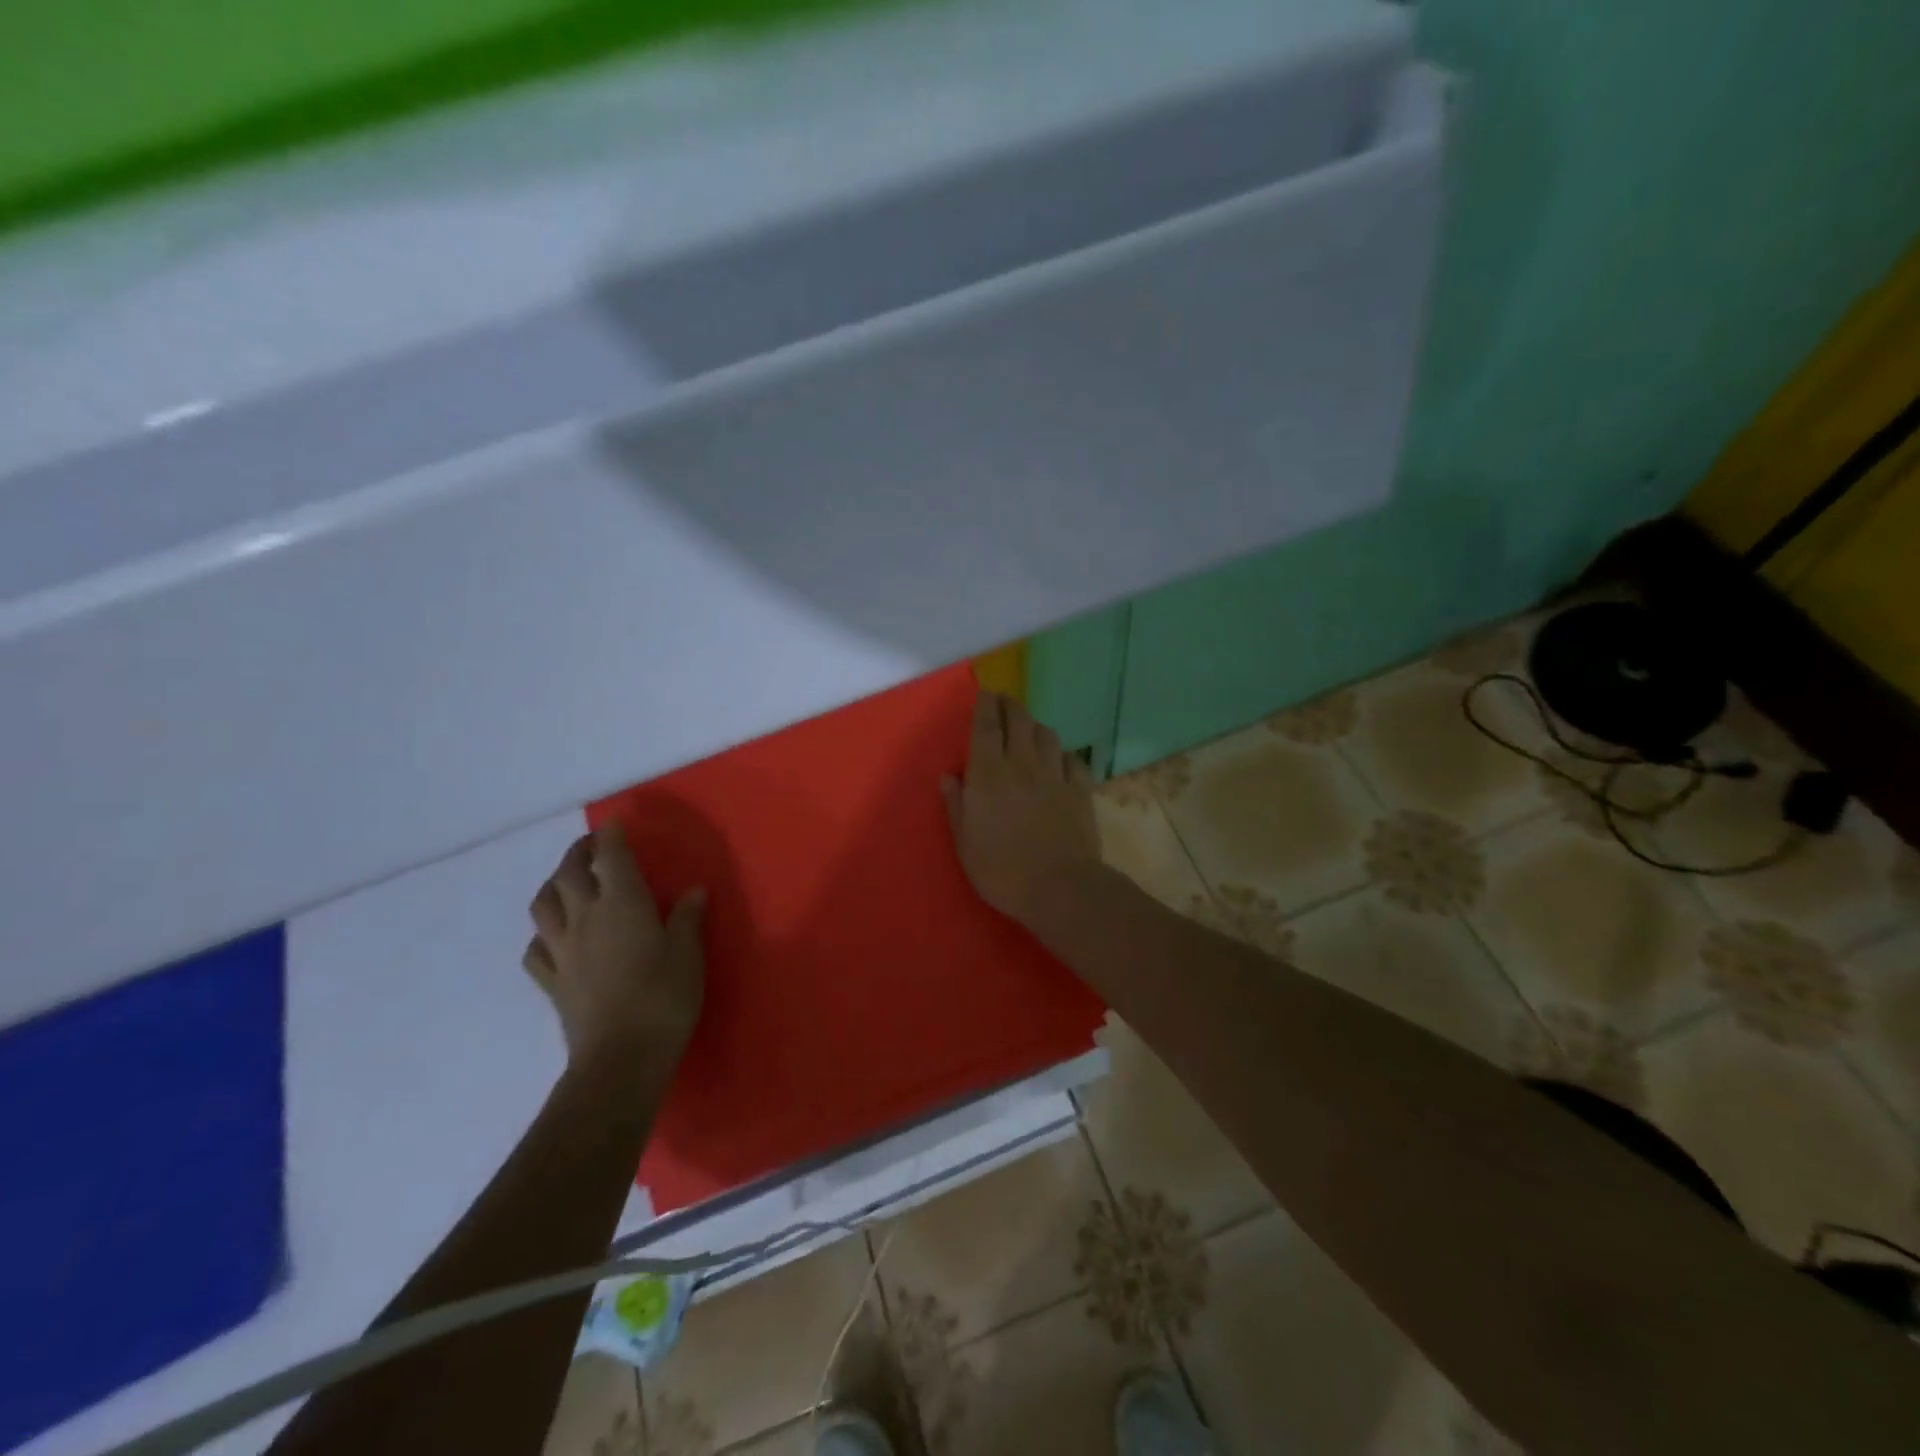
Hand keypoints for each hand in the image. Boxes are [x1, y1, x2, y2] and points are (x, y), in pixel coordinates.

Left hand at [523, 820, 705, 1079]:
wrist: (621, 1058)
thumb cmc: (664, 998)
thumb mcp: (688, 953)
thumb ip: (687, 918)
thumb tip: (693, 890)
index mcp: (622, 904)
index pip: (610, 857)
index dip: (610, 836)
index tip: (614, 823)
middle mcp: (585, 917)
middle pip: (568, 874)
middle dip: (578, 853)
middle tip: (592, 847)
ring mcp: (562, 950)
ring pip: (543, 905)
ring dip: (552, 886)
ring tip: (566, 883)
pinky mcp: (552, 981)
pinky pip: (535, 949)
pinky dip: (542, 934)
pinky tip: (553, 937)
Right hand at [942, 690, 1100, 928]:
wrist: (1059, 887)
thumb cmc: (1001, 869)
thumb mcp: (964, 842)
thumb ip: (956, 804)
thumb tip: (949, 775)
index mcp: (988, 773)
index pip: (986, 726)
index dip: (985, 705)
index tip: (985, 693)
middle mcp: (1021, 763)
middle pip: (1018, 720)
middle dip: (1010, 705)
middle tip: (1005, 701)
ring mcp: (1054, 774)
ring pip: (1047, 735)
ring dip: (1035, 726)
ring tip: (1030, 728)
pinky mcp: (1079, 789)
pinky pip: (1072, 759)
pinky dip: (1063, 754)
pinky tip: (1060, 760)